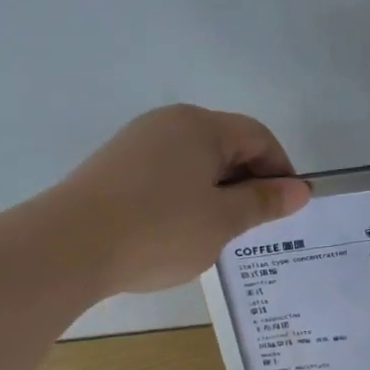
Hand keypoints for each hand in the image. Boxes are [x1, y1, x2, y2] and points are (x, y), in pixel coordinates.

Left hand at [55, 104, 310, 295]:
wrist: (68, 247)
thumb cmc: (159, 230)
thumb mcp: (222, 221)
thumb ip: (264, 202)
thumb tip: (300, 189)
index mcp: (200, 126)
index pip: (258, 137)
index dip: (281, 171)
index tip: (287, 210)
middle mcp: (168, 123)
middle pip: (225, 145)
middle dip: (247, 183)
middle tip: (253, 228)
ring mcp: (136, 143)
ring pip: (194, 163)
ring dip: (216, 193)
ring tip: (216, 234)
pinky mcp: (114, 167)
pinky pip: (166, 175)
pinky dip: (184, 198)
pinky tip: (177, 231)